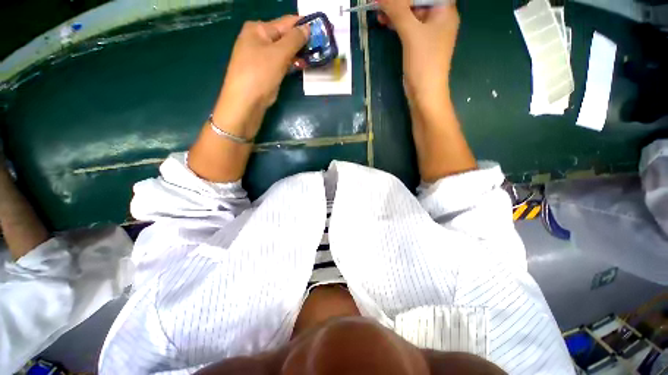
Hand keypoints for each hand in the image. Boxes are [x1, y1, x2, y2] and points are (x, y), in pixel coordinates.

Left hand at [213, 15, 308, 138]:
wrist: (246, 101)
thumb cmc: (260, 73)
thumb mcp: (279, 53)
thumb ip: (294, 39)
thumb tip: (307, 28)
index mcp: (258, 29)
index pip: (285, 22)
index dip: (303, 26)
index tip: (320, 30)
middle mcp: (258, 39)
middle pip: (284, 37)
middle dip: (301, 42)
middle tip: (319, 47)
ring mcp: (261, 56)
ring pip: (284, 51)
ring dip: (298, 54)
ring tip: (314, 57)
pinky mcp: (265, 71)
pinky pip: (281, 63)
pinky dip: (291, 64)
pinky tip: (302, 65)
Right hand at [377, 0, 459, 110]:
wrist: (425, 93)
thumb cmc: (424, 62)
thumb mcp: (411, 33)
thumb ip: (397, 10)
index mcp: (444, 9)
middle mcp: (438, 17)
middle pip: (417, 1)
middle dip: (398, 1)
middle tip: (378, 1)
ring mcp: (429, 32)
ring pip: (410, 13)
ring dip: (395, 11)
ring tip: (377, 11)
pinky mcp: (419, 44)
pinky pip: (407, 26)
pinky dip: (396, 23)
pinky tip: (384, 21)